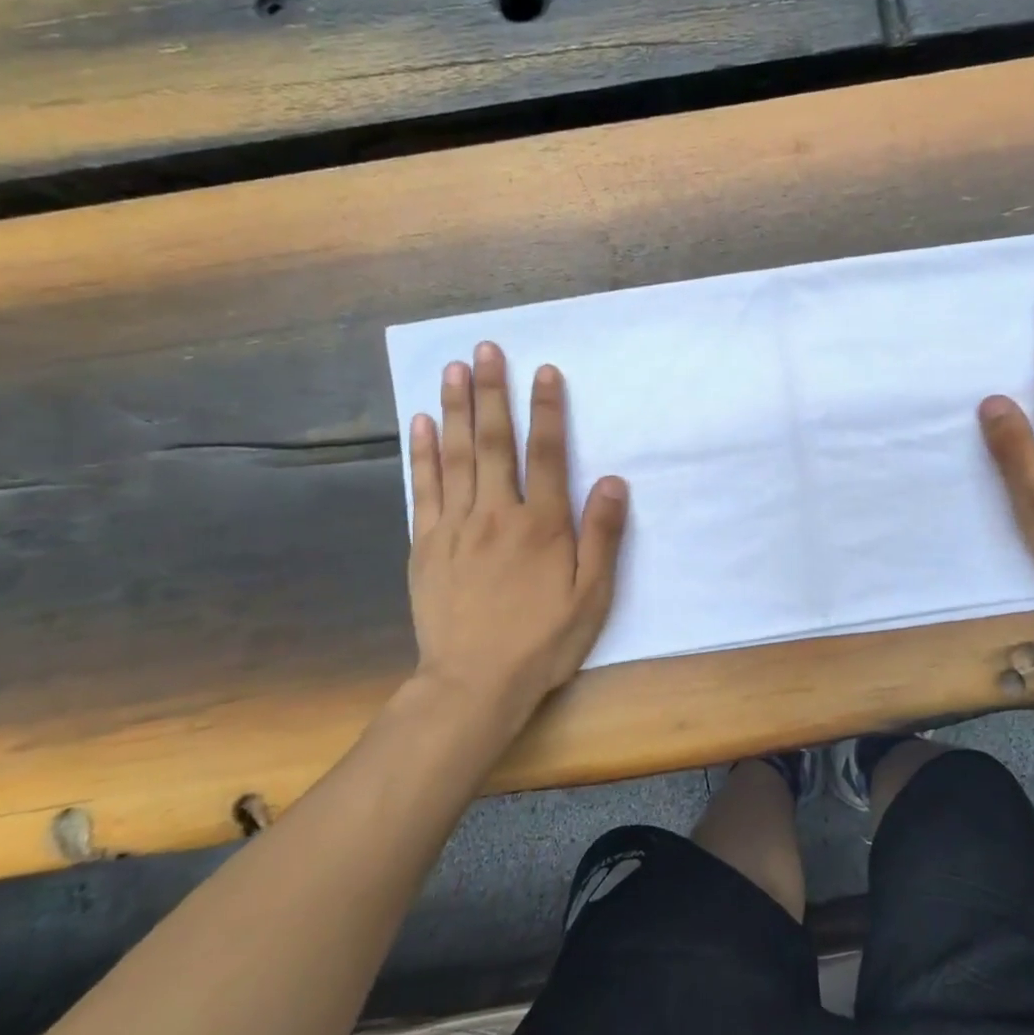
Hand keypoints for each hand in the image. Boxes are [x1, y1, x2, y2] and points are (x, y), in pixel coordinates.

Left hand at [404, 342, 628, 721]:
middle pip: (495, 442)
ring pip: (456, 456)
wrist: (474, 685)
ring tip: (453, 369)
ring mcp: (455, 526)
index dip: (546, 410)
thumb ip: (602, 535)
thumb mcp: (592, 596)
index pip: (546, 453)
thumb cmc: (543, 641)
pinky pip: (424, 489)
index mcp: (542, 525)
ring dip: (456, 409)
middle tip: (486, 349)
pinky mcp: (426, 544)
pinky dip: (422, 453)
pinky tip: (422, 423)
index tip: (544, 370)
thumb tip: (611, 480)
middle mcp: (497, 513)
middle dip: (492, 392)